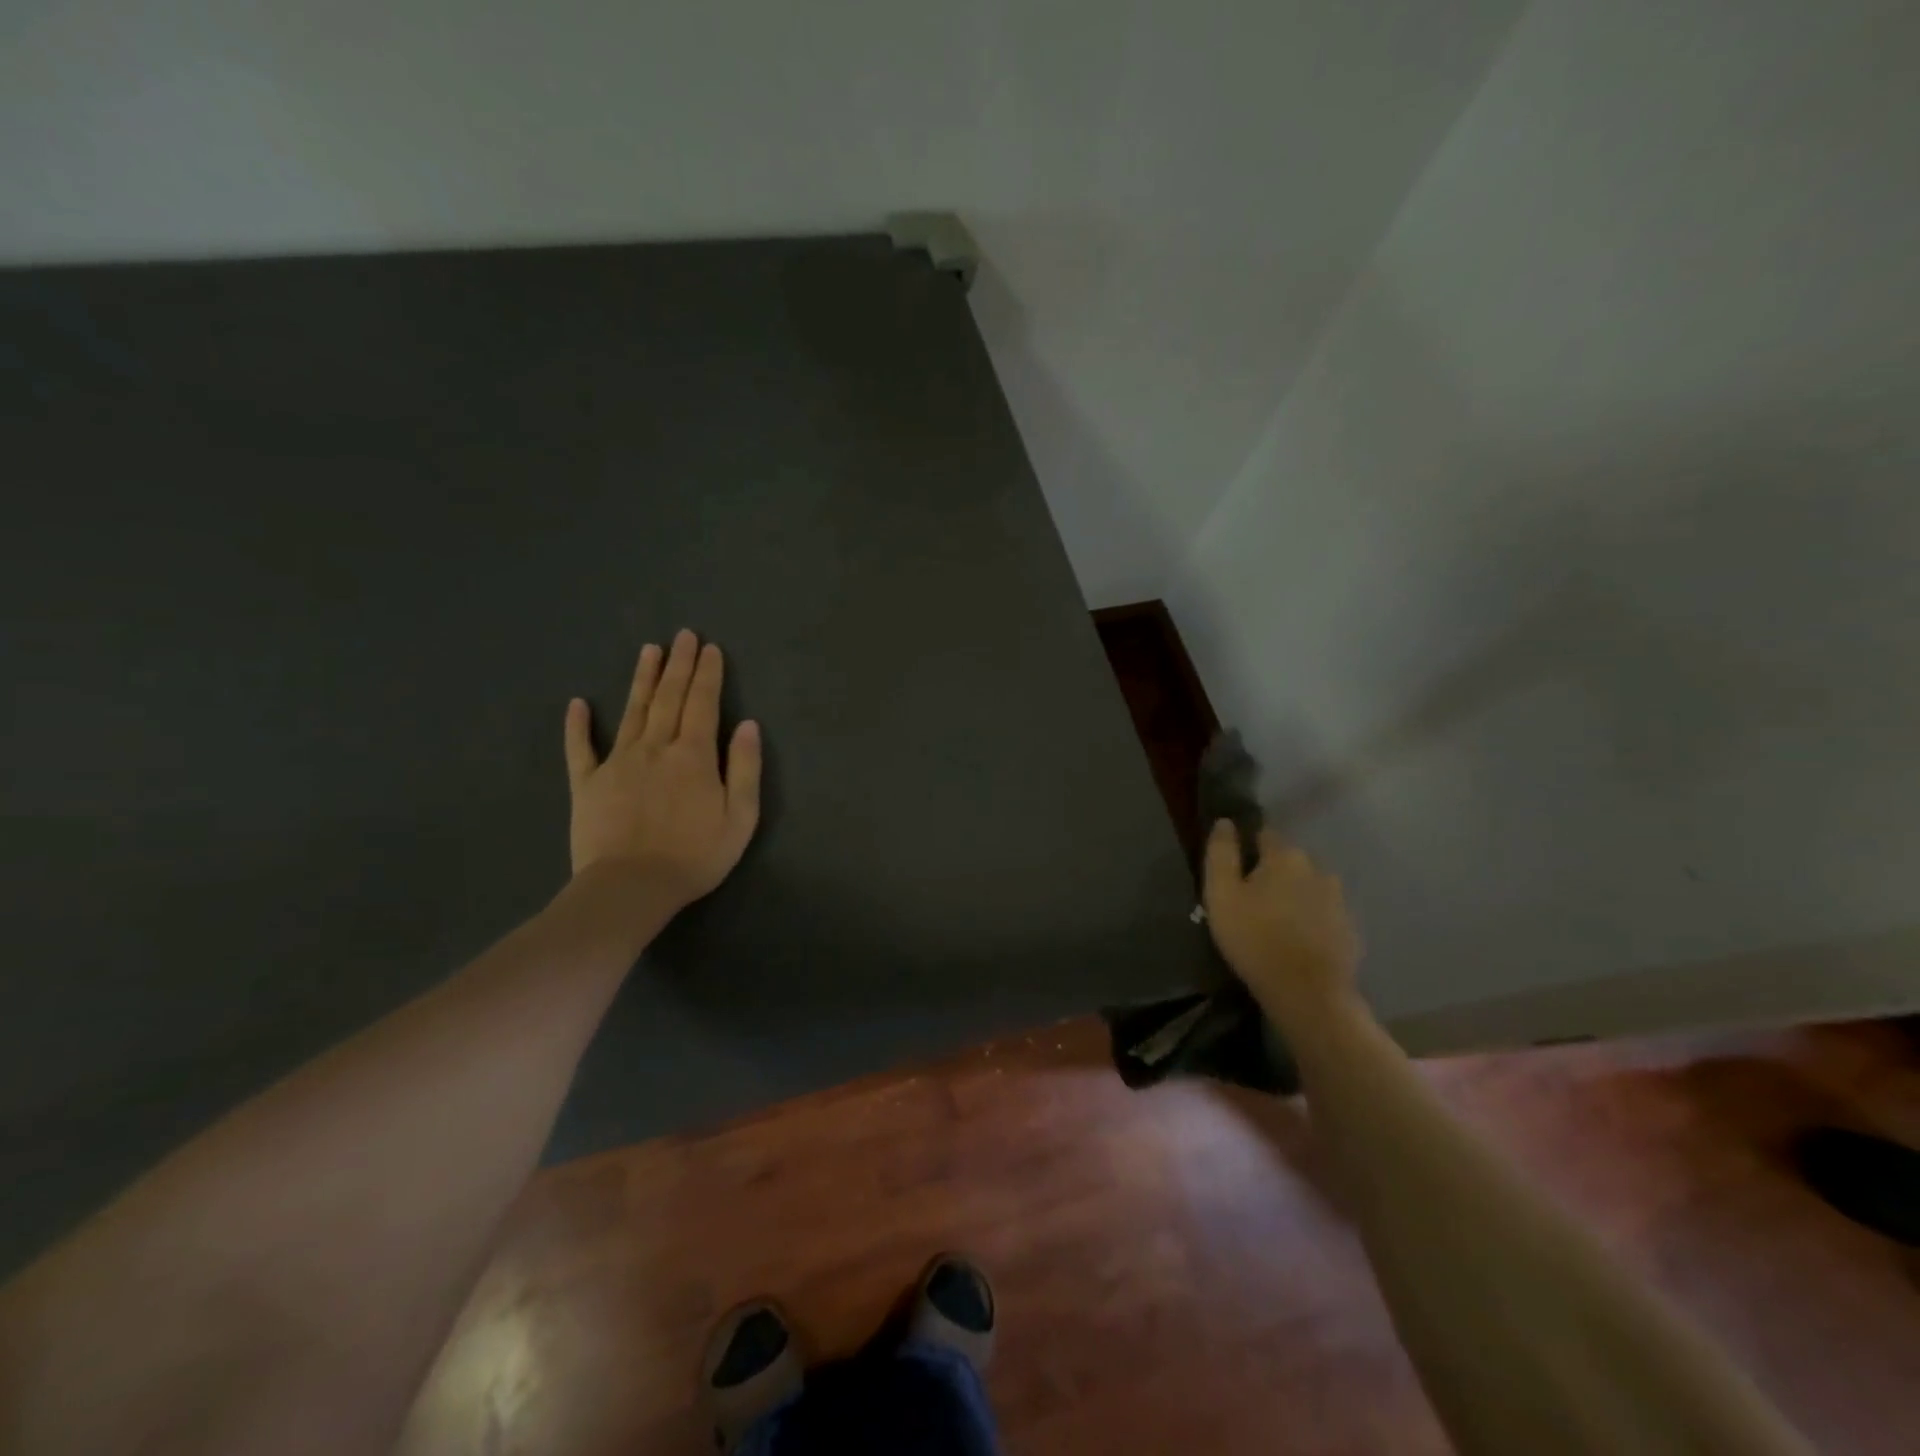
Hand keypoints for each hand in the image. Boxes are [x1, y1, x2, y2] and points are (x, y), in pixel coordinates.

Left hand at [563, 630, 762, 911]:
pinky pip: (581, 748)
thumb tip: (749, 725)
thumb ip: (746, 768)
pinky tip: (577, 703)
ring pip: (632, 711)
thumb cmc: (695, 856)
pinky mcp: (587, 783)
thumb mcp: (740, 817)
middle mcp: (655, 747)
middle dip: (679, 664)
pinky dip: (578, 725)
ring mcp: (617, 762)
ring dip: (642, 679)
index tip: (710, 648)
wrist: (631, 888)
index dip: (708, 674)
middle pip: (669, 697)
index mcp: (694, 755)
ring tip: (649, 651)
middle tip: (683, 636)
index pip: (703, 703)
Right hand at [1204, 821, 1359, 1032]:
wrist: (1308, 994)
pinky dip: (1310, 919)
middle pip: (1288, 861)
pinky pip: (1323, 912)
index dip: (1247, 847)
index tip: (1235, 869)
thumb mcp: (1221, 894)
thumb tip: (1225, 822)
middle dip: (1271, 872)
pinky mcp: (1349, 927)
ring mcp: (1338, 898)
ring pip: (1307, 886)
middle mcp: (1317, 868)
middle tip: (1250, 900)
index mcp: (1284, 856)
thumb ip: (1221, 854)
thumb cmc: (1255, 939)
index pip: (1264, 834)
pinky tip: (1296, 939)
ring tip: (1274, 922)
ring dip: (1292, 895)